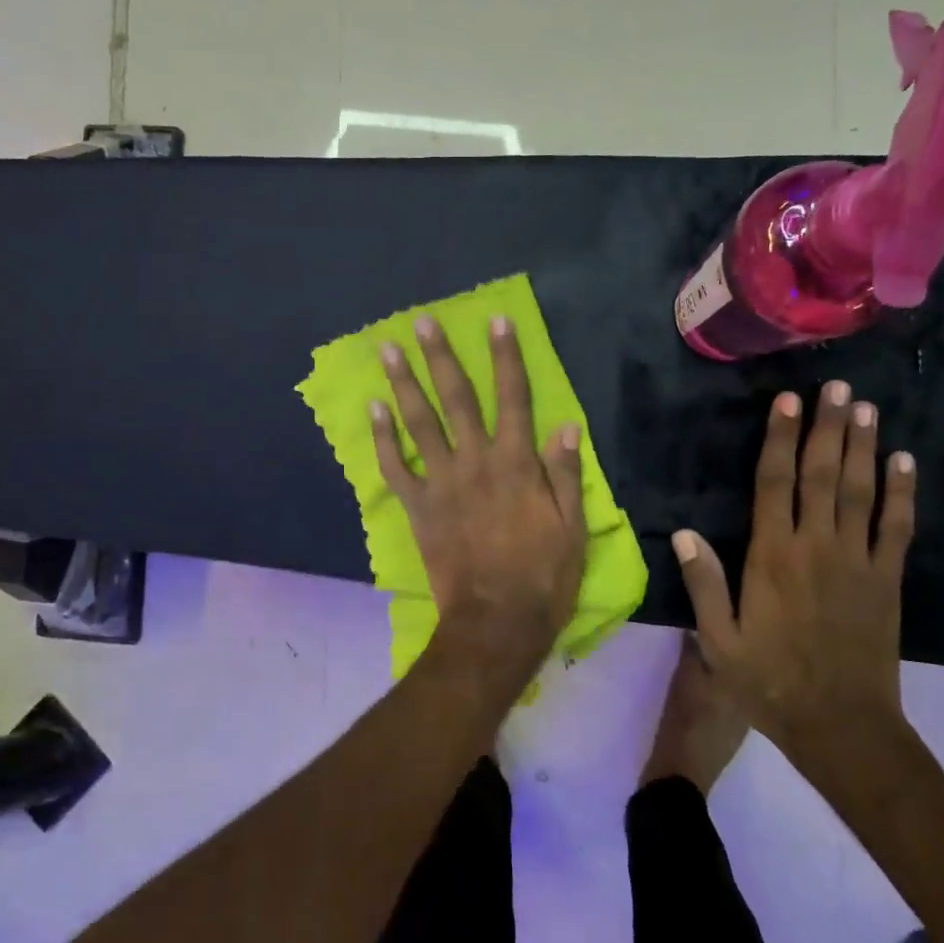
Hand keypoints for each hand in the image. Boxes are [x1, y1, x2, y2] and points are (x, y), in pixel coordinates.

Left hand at [373, 315, 587, 658]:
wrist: (496, 621)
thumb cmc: (543, 576)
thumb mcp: (571, 527)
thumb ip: (566, 474)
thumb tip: (567, 426)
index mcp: (516, 463)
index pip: (514, 398)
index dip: (506, 357)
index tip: (497, 322)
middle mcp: (476, 462)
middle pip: (456, 399)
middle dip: (441, 357)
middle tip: (423, 322)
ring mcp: (441, 483)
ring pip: (419, 423)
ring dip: (403, 384)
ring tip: (388, 350)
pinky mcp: (417, 507)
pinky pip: (394, 467)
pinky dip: (382, 439)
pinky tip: (372, 410)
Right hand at [671, 381, 917, 775]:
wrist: (842, 728)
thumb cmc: (769, 684)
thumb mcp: (719, 642)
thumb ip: (703, 585)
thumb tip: (682, 534)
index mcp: (772, 558)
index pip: (775, 485)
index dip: (780, 440)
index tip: (787, 403)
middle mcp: (817, 548)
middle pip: (822, 476)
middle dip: (828, 428)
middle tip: (837, 387)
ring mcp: (859, 563)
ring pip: (861, 492)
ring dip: (863, 448)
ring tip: (866, 408)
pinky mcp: (888, 582)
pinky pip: (898, 529)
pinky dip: (902, 493)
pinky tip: (904, 463)